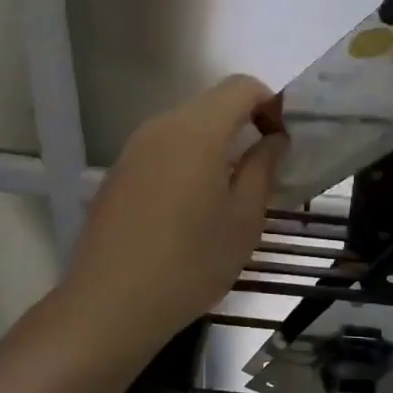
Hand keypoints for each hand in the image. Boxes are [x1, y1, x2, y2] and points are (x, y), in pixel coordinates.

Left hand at [62, 74, 287, 357]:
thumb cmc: (190, 262)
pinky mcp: (118, 174)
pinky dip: (189, 161)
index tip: (282, 143)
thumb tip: (274, 138)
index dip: (271, 104)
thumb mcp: (244, 219)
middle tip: (264, 168)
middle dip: (245, 123)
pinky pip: (163, 150)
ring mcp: (134, 149)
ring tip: (230, 191)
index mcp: (197, 130)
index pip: (242, 87)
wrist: (109, 306)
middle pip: (212, 103)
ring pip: (187, 127)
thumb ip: (263, 167)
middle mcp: (161, 127)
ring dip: (217, 144)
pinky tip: (191, 208)